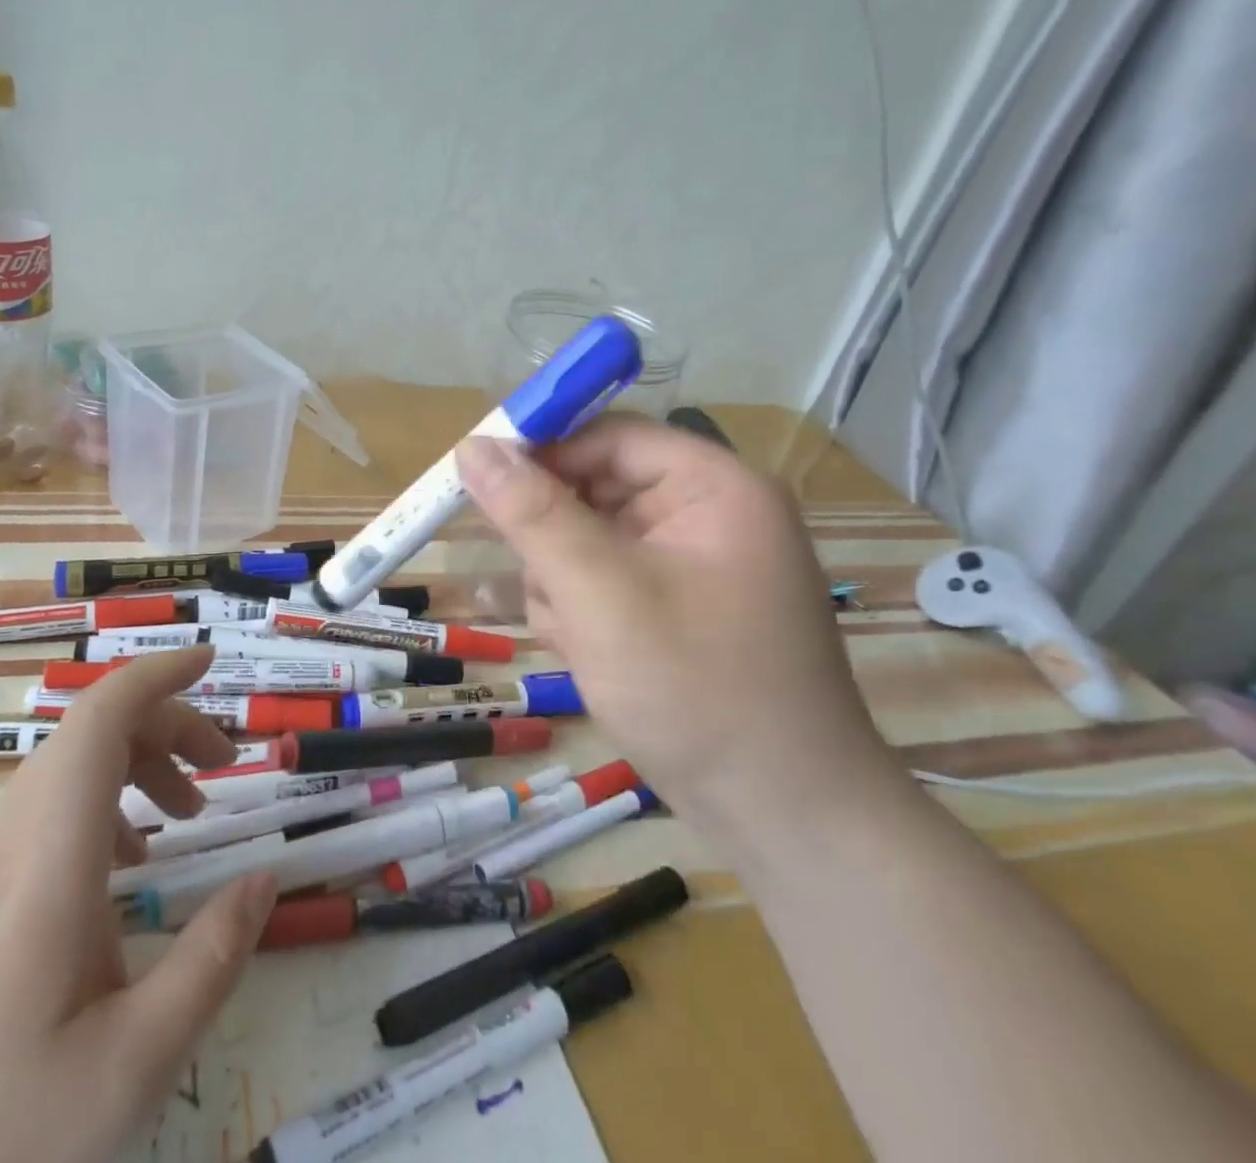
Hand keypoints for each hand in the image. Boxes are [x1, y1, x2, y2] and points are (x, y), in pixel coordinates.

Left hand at [0, 647, 278, 1162]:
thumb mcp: (127, 1068)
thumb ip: (208, 963)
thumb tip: (263, 880)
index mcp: (48, 860)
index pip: (99, 720)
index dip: (157, 674)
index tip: (209, 659)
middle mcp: (6, 843)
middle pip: (90, 734)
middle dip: (167, 724)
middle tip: (224, 765)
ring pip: (64, 772)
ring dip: (135, 765)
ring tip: (186, 812)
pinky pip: (42, 816)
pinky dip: (101, 808)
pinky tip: (123, 870)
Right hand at [457, 418, 909, 846]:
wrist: (784, 819)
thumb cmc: (698, 691)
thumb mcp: (601, 594)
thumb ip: (532, 514)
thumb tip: (471, 446)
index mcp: (712, 487)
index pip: (607, 436)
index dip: (540, 450)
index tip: (475, 477)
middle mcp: (705, 515)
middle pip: (594, 490)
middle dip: (556, 542)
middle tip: (544, 588)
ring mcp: (690, 565)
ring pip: (587, 541)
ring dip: (563, 585)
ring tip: (579, 639)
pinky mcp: (674, 607)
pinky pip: (603, 582)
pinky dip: (581, 612)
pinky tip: (590, 656)